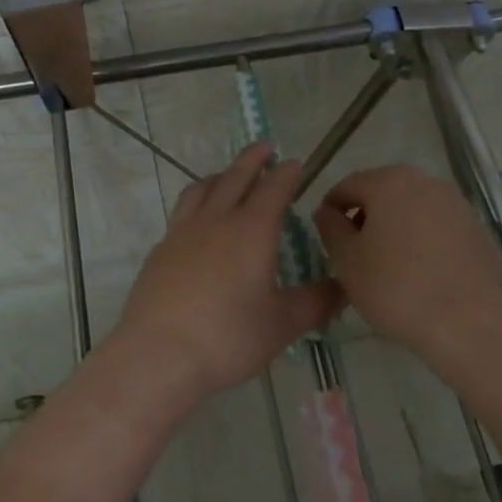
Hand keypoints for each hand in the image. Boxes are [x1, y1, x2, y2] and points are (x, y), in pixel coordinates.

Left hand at [114, 142, 340, 402]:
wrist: (157, 355)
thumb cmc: (227, 337)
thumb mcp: (281, 324)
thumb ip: (316, 302)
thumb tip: (344, 287)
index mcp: (251, 231)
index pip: (273, 190)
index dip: (286, 174)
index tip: (294, 162)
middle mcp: (215, 222)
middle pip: (235, 179)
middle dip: (252, 160)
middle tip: (263, 146)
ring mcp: (182, 233)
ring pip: (201, 190)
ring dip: (219, 176)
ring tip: (227, 174)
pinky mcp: (160, 251)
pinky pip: (181, 213)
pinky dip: (195, 202)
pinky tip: (197, 220)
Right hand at [313, 165, 501, 355]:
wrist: (469, 324)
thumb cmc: (396, 288)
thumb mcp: (347, 261)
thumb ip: (331, 228)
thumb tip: (328, 213)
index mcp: (390, 182)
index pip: (347, 186)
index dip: (330, 210)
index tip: (325, 238)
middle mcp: (426, 182)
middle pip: (382, 193)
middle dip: (364, 218)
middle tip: (353, 254)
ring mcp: (457, 204)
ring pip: (412, 210)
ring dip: (394, 229)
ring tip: (387, 267)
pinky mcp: (477, 230)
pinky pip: (438, 228)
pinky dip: (423, 242)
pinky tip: (420, 275)